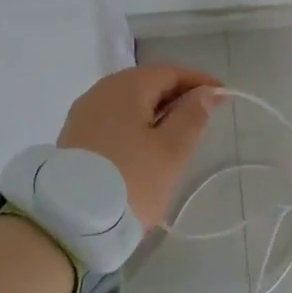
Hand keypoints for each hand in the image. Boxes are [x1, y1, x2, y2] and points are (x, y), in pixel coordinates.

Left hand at [58, 64, 222, 230]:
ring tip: (176, 133)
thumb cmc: (130, 180)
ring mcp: (84, 114)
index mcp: (126, 86)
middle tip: (202, 115)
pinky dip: (135, 124)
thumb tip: (206, 93)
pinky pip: (113, 119)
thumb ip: (192, 116)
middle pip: (146, 83)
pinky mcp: (74, 137)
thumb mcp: (171, 151)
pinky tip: (145, 145)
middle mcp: (101, 91)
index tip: (222, 95)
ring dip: (155, 111)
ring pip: (128, 103)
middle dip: (176, 95)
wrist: (69, 221)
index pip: (169, 72)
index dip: (198, 81)